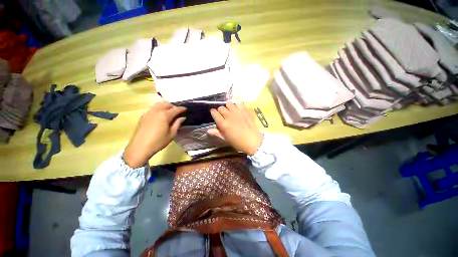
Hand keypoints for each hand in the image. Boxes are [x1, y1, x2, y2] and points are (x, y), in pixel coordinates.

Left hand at [123, 102, 185, 167]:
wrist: (140, 147)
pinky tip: (160, 116)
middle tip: (177, 112)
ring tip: (169, 113)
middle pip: (166, 104)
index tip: (185, 109)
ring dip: (165, 106)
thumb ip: (177, 124)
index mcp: (164, 115)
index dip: (182, 109)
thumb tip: (182, 117)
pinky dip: (159, 109)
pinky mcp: (143, 116)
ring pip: (159, 104)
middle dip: (173, 106)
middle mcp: (156, 111)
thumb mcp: (171, 134)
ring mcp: (148, 112)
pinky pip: (153, 108)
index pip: (175, 109)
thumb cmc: (158, 142)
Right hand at [208, 102, 262, 154]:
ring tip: (230, 110)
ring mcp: (237, 112)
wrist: (253, 141)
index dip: (213, 112)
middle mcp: (229, 116)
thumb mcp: (226, 139)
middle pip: (221, 108)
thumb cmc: (238, 142)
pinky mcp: (244, 111)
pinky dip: (237, 105)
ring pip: (229, 103)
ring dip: (228, 106)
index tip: (214, 114)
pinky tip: (238, 109)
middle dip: (220, 110)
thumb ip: (217, 133)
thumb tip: (208, 130)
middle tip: (223, 115)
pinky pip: (238, 103)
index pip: (214, 113)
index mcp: (223, 124)